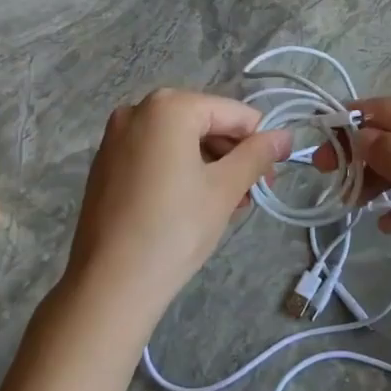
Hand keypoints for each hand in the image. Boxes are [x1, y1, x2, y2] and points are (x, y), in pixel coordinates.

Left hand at [63, 89, 290, 337]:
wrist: (110, 284)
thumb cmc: (175, 229)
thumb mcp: (225, 189)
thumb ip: (257, 154)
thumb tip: (285, 136)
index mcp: (169, 106)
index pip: (233, 113)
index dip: (259, 142)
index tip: (271, 178)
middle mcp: (138, 110)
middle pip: (204, 123)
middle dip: (232, 155)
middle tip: (250, 195)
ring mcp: (116, 137)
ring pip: (180, 140)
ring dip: (210, 165)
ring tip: (227, 205)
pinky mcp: (105, 164)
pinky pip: (155, 155)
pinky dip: (180, 171)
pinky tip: (193, 205)